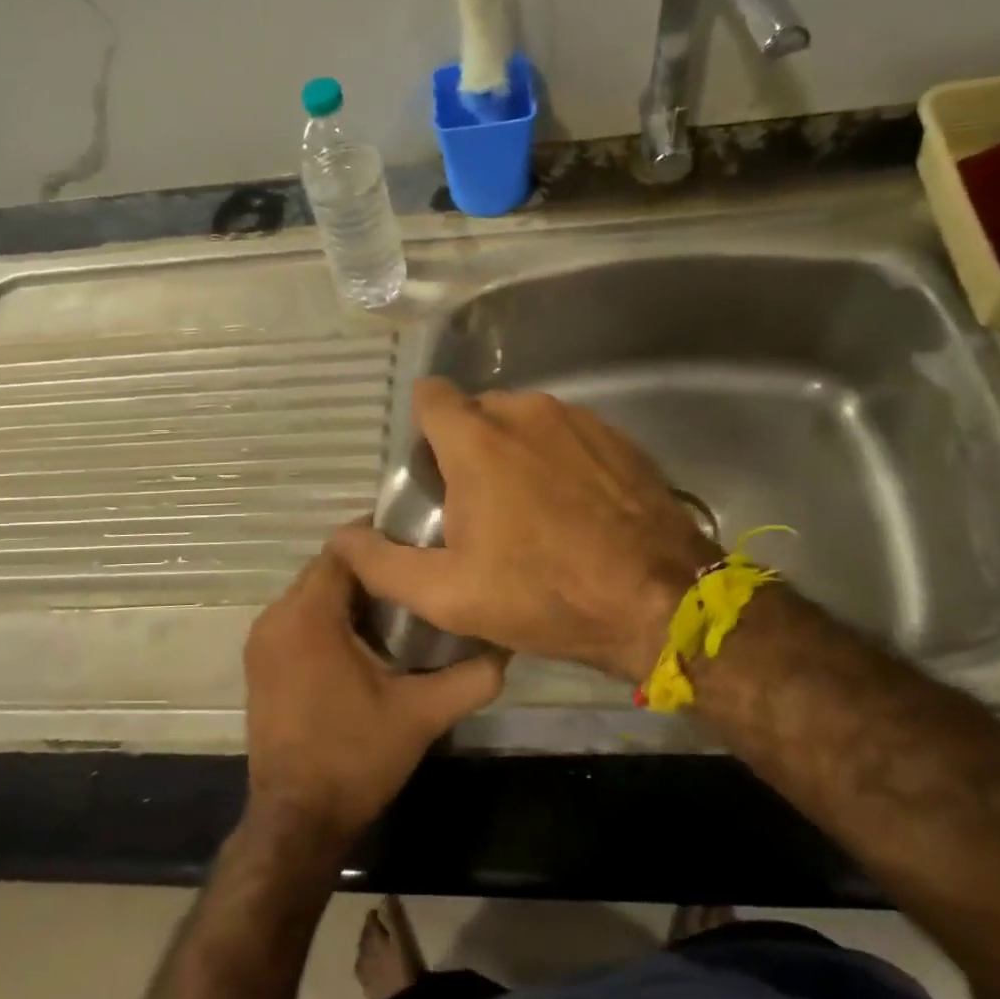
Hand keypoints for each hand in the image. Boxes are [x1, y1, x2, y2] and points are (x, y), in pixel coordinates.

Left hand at [243, 540, 505, 844]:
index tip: (419, 545)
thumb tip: (507, 648)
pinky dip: (328, 617)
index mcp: (308, 617)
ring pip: (311, 594)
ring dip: (349, 595)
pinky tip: (366, 639)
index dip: (380, 541)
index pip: (342, 550)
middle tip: (417, 576)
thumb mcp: (422, 715)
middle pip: (326, 570)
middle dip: (369, 570)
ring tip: (399, 605)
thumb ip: (470, 678)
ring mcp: (262, 641)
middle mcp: (276, 618)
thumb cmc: (356, 758)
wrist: (297, 819)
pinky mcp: (261, 663)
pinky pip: (298, 619)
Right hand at [332, 379, 716, 682]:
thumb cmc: (544, 595)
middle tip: (478, 506)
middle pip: (477, 411)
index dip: (422, 429)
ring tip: (530, 511)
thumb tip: (342, 540)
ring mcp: (578, 420)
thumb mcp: (448, 595)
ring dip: (516, 453)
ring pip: (525, 422)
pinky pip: (568, 435)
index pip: (429, 396)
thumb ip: (383, 564)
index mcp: (476, 440)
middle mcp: (525, 412)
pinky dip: (559, 460)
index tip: (431, 471)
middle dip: (468, 447)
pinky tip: (574, 508)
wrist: (657, 601)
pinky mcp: (618, 437)